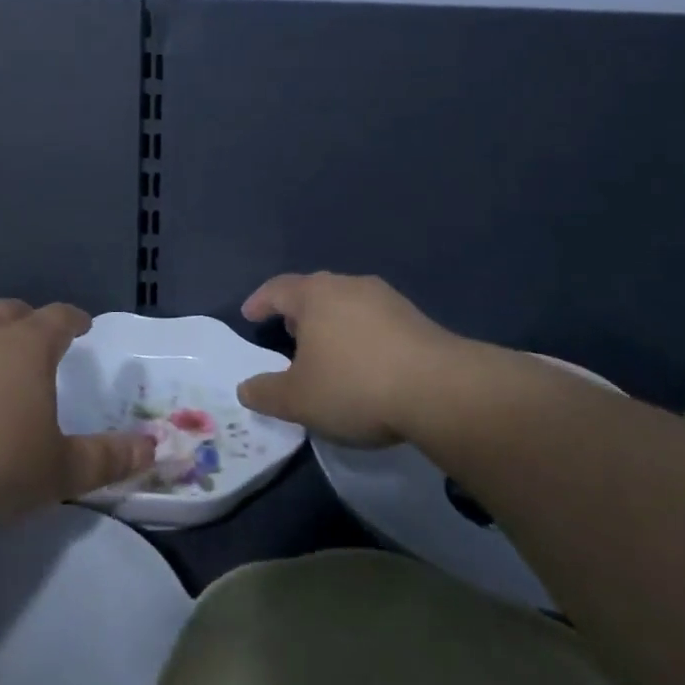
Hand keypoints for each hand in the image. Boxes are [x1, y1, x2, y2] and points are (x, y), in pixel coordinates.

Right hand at [236, 272, 473, 446]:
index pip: (277, 289)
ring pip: (346, 304)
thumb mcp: (298, 399)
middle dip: (297, 312)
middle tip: (287, 334)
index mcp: (314, 295)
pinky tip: (365, 363)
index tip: (249, 315)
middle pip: (314, 292)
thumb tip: (245, 388)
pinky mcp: (415, 317)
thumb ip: (266, 393)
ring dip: (331, 324)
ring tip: (327, 351)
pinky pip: (374, 320)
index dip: (260, 302)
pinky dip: (361, 335)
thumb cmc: (355, 385)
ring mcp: (386, 298)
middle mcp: (348, 285)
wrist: (440, 389)